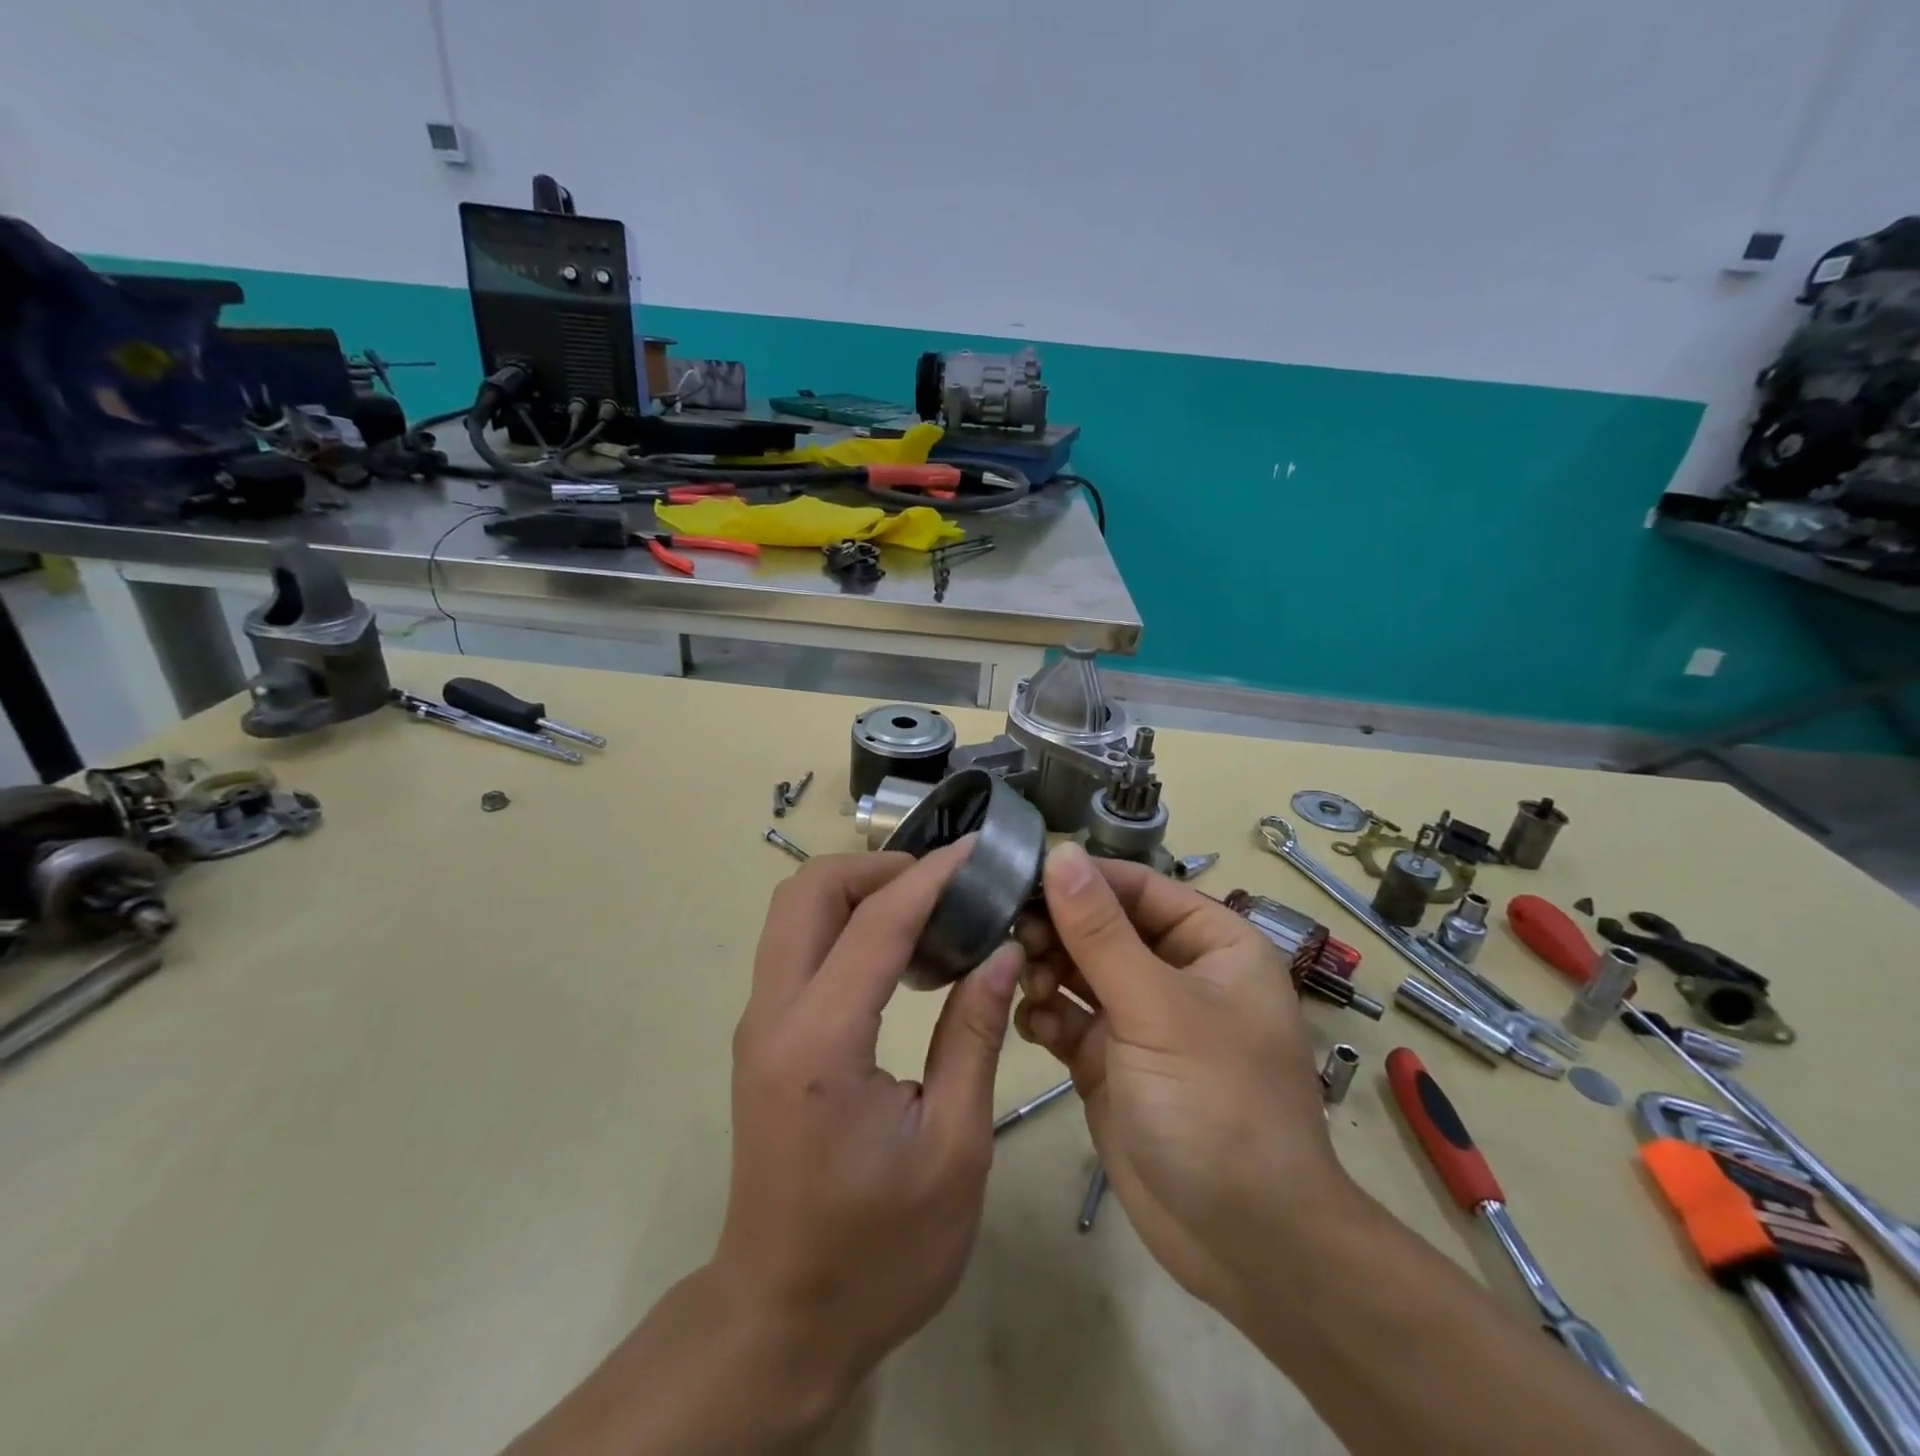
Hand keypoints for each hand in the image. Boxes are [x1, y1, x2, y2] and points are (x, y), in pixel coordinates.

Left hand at [715, 843, 1023, 1408]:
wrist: (783, 1318)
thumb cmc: (880, 1251)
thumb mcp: (953, 1148)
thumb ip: (975, 1035)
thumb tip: (1001, 950)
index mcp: (820, 1043)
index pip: (876, 923)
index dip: (930, 875)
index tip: (977, 849)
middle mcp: (773, 1016)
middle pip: (808, 891)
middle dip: (878, 867)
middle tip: (946, 881)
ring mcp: (759, 1023)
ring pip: (794, 911)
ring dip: (858, 889)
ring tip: (929, 906)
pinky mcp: (763, 1036)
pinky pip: (797, 945)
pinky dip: (844, 921)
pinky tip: (898, 949)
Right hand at [1014, 842, 1357, 1316]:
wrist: (1245, 1244)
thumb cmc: (1217, 1106)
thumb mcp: (1157, 1009)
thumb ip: (1100, 931)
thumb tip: (1061, 853)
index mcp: (1211, 943)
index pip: (1137, 887)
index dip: (1080, 880)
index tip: (1018, 879)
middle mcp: (1175, 972)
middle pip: (1101, 927)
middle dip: (1057, 932)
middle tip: (1013, 941)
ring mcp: (1140, 1019)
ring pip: (1078, 970)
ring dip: (1047, 973)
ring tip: (1028, 988)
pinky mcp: (1110, 1061)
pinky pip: (1068, 1018)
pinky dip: (1047, 1016)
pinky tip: (1036, 1028)